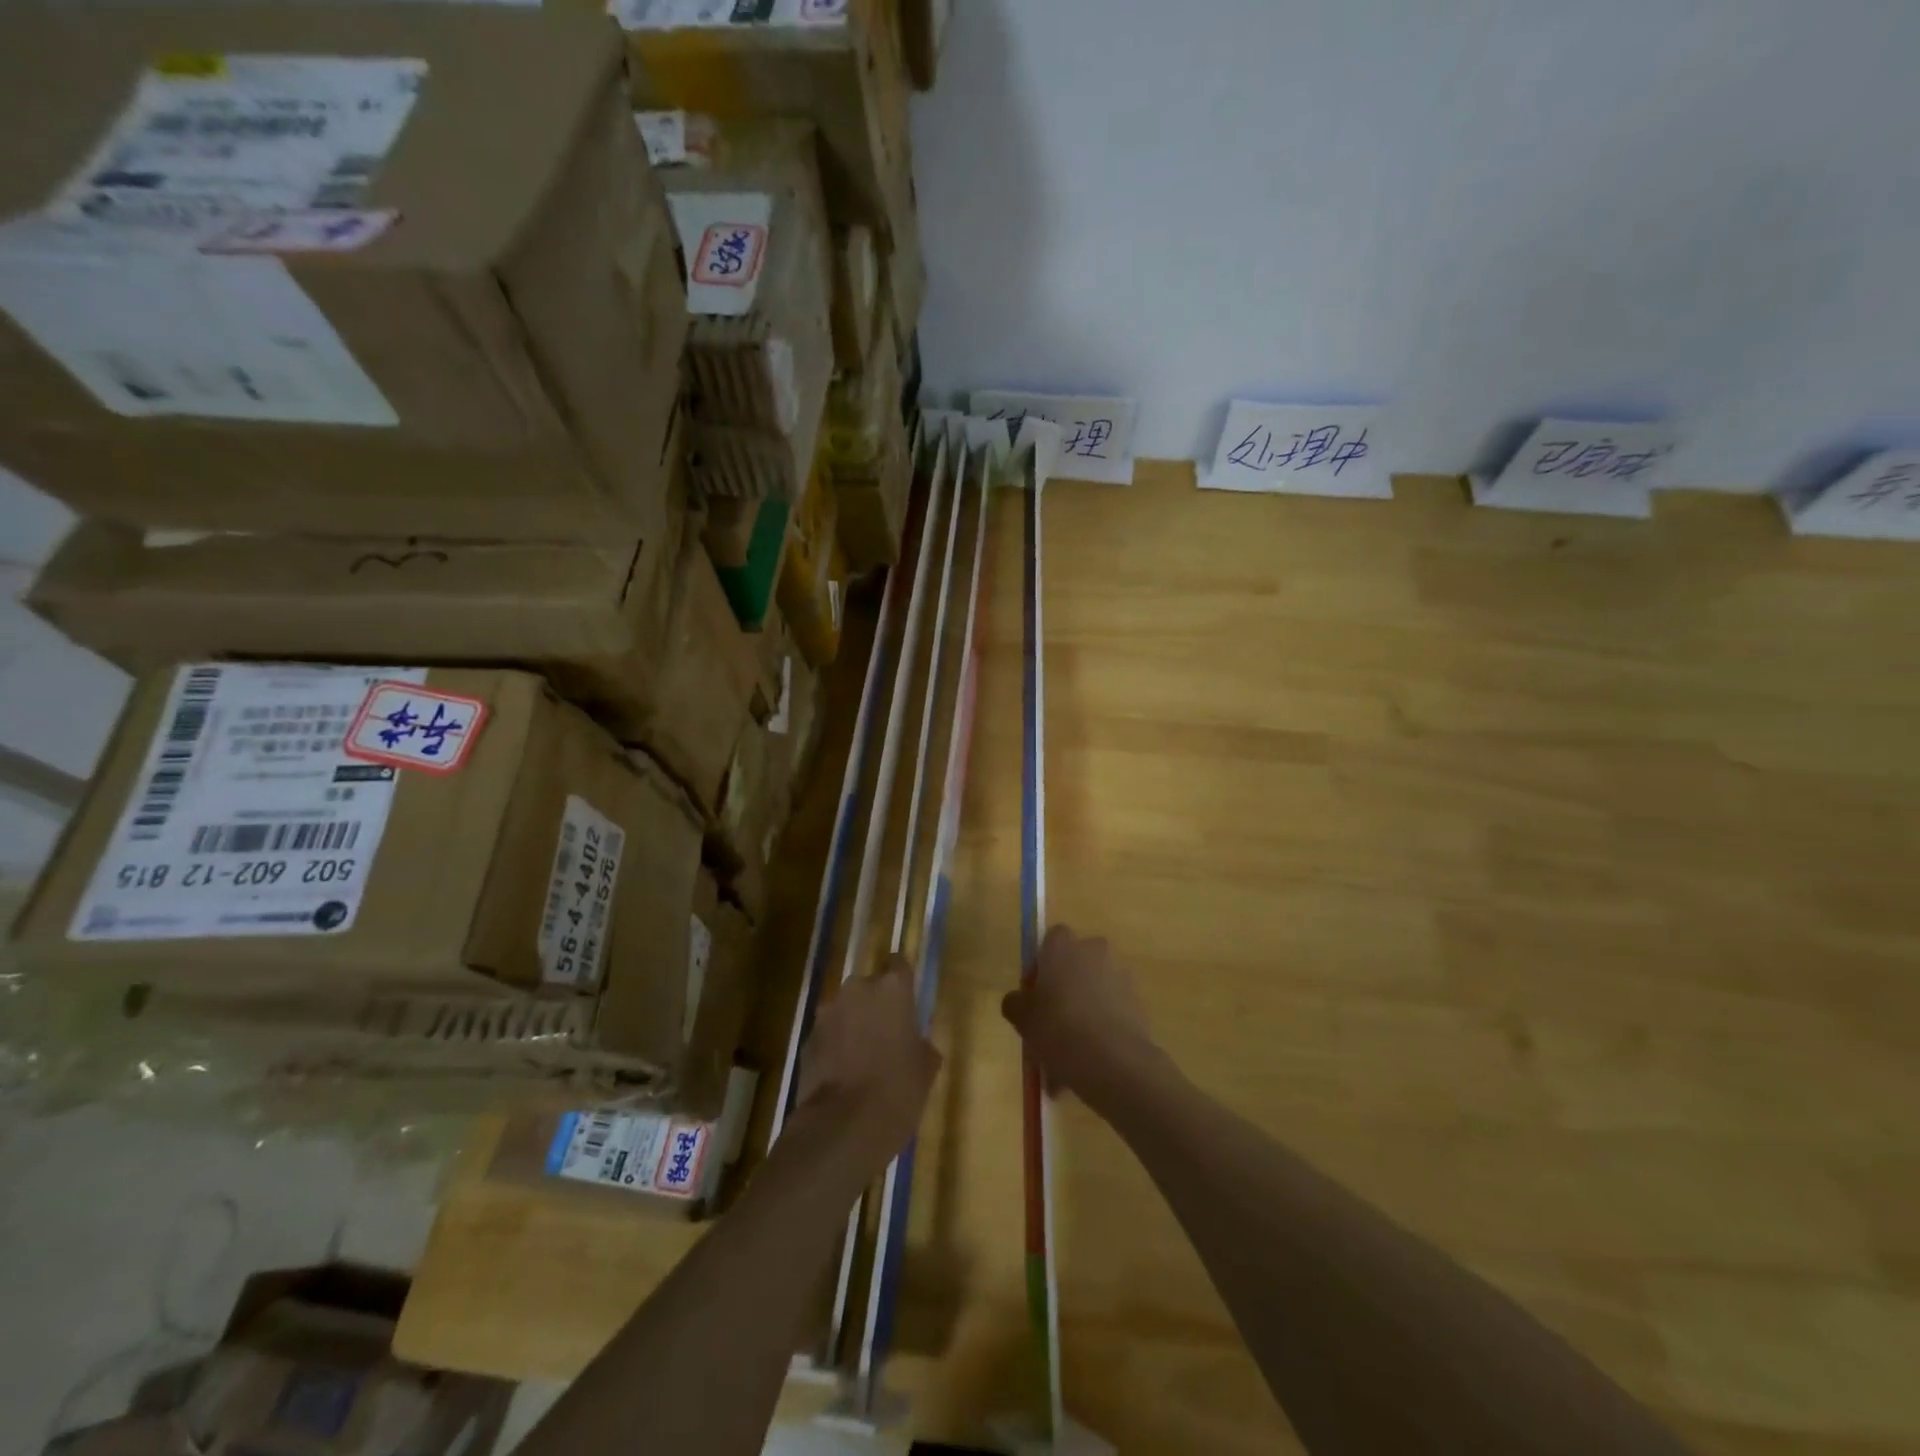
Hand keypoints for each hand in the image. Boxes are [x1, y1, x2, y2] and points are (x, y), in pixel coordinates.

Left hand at [797, 957, 941, 1171]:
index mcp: (892, 989)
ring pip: (845, 1010)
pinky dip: (835, 1047)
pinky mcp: (807, 1040)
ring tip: (862, 1059)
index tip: (906, 1001)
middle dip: (875, 1005)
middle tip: (886, 1035)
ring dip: (853, 1025)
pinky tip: (842, 1076)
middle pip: (868, 986)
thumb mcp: (926, 1068)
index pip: (898, 963)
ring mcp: (827, 1013)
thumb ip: (920, 1044)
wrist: (842, 1127)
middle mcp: (857, 990)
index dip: (902, 981)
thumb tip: (915, 1043)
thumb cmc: (897, 1091)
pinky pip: (828, 1035)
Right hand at [1002, 924, 1168, 1108]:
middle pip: (1077, 962)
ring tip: (1071, 1052)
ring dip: (1085, 1009)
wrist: (1112, 1060)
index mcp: (1063, 946)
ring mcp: (1120, 974)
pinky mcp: (1139, 1001)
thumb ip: (1016, 1003)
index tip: (1035, 993)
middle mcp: (1094, 950)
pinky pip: (1113, 1009)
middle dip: (1067, 985)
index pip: (1051, 939)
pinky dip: (1103, 1026)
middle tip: (1052, 1020)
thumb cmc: (1058, 1028)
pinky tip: (1090, 1059)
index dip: (1041, 964)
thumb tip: (1018, 1000)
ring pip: (1096, 988)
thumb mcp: (1022, 1018)